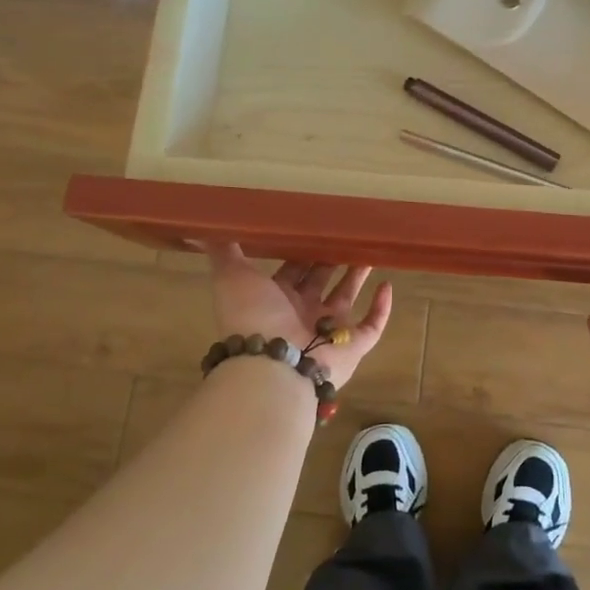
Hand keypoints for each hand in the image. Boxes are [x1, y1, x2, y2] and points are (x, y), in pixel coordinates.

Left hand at [204, 243, 393, 388]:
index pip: (292, 270)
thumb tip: (201, 227)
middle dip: (332, 259)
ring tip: (371, 250)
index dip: (303, 250)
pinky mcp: (352, 347)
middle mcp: (301, 314)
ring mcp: (328, 332)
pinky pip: (372, 327)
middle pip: (321, 281)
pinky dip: (381, 308)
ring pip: (346, 298)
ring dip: (358, 276)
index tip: (318, 226)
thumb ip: (223, 251)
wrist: (272, 363)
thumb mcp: (232, 276)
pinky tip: (388, 285)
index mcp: (275, 299)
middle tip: (348, 232)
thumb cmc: (253, 316)